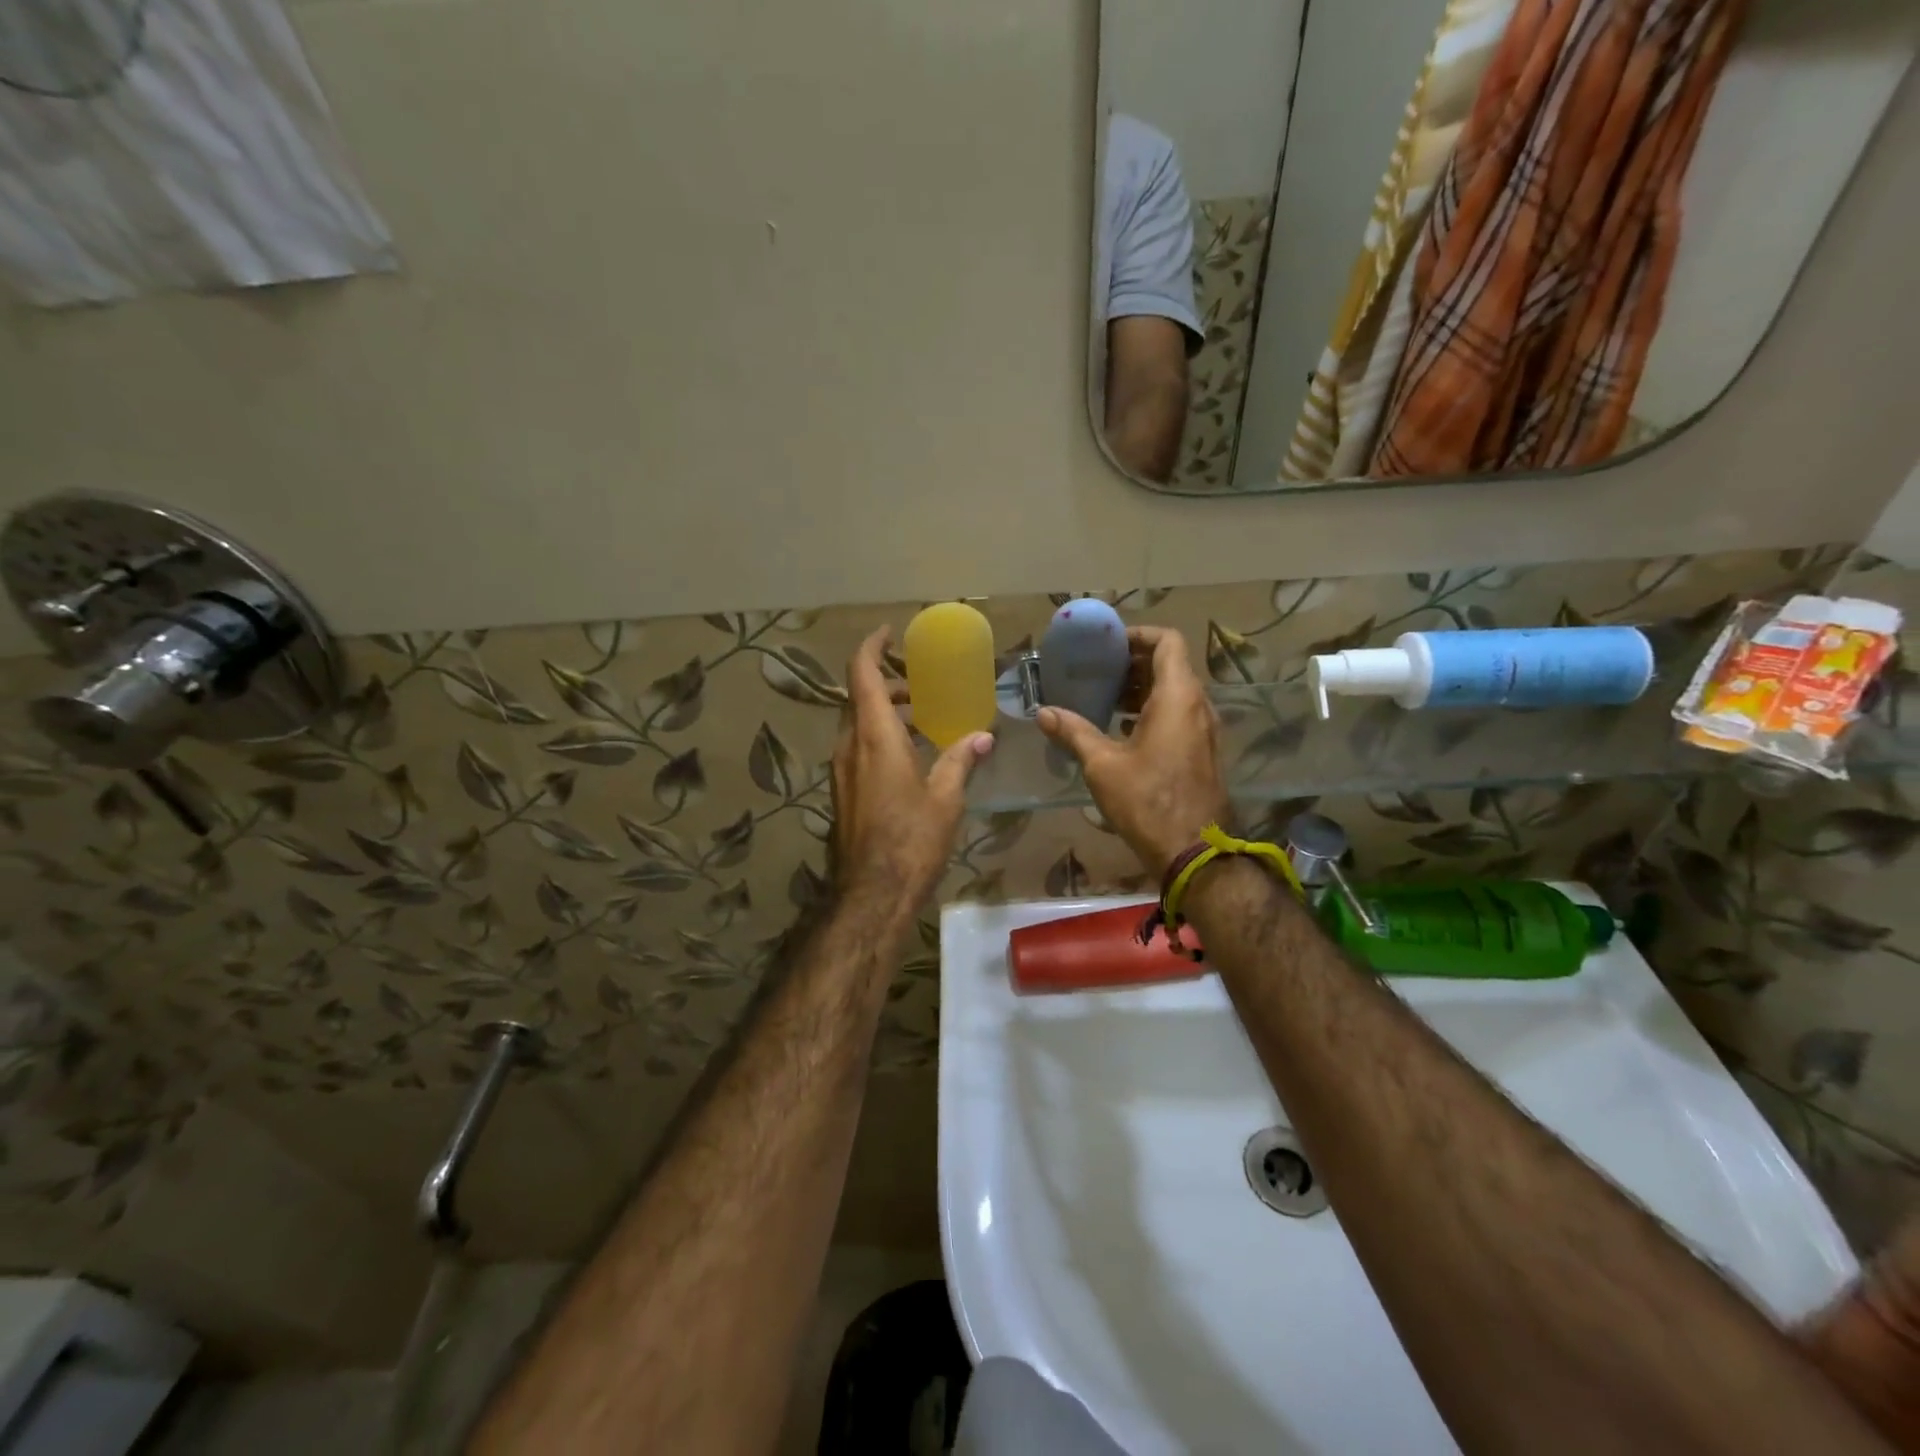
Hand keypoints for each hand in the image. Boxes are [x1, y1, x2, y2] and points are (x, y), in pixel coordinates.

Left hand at [830, 627, 992, 910]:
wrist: (872, 892)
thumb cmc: (912, 839)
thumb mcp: (945, 797)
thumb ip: (960, 760)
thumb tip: (982, 737)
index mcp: (874, 736)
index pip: (862, 674)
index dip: (872, 647)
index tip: (889, 633)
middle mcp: (849, 746)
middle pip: (859, 697)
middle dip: (887, 682)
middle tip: (920, 683)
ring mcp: (841, 770)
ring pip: (856, 724)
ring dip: (883, 711)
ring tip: (920, 717)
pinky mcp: (842, 791)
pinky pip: (857, 748)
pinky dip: (878, 736)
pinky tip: (908, 755)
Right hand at [1038, 625, 1228, 878]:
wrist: (1193, 851)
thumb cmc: (1147, 801)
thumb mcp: (1103, 765)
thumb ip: (1074, 732)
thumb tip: (1043, 713)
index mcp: (1178, 696)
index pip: (1168, 641)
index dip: (1138, 635)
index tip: (1108, 644)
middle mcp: (1198, 705)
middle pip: (1171, 665)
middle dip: (1134, 663)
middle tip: (1098, 671)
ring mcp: (1205, 730)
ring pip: (1176, 691)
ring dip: (1142, 689)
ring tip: (1105, 699)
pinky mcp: (1203, 751)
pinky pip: (1179, 715)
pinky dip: (1153, 711)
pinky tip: (1123, 730)